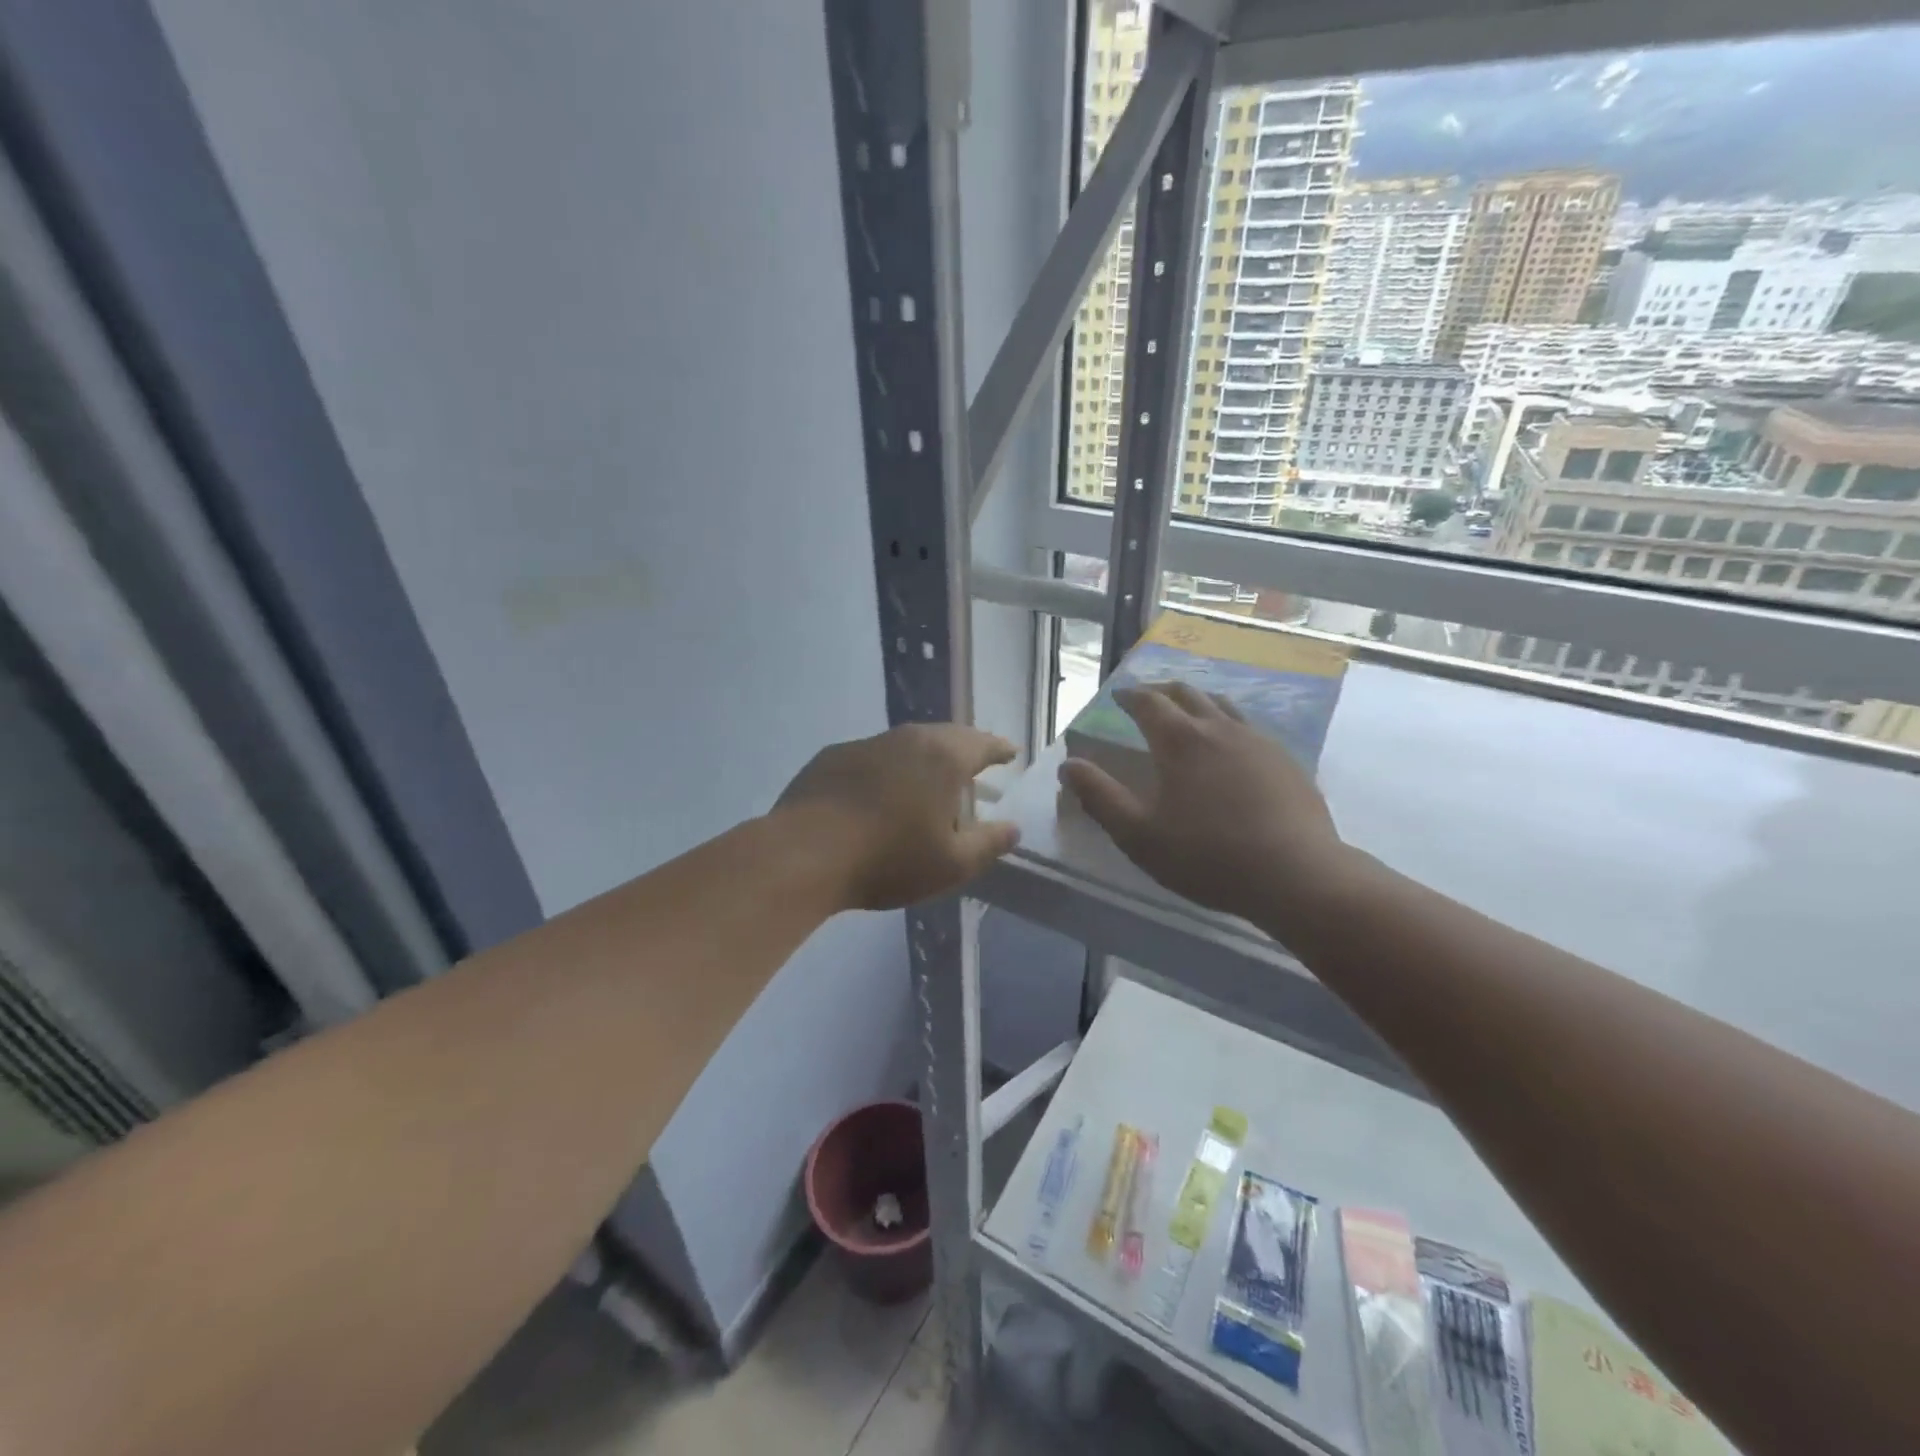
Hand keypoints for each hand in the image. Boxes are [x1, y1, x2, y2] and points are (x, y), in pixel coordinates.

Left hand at [774, 724, 1020, 910]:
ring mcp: (865, 745)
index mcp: (943, 758)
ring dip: (924, 757)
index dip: (999, 748)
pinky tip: (881, 791)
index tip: (1010, 752)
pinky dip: (887, 768)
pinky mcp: (831, 757)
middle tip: (976, 760)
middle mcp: (906, 739)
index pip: (982, 744)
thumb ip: (988, 844)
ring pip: (906, 743)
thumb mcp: (951, 864)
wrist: (805, 854)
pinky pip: (873, 756)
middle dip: (964, 747)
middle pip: (945, 736)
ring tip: (930, 775)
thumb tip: (1013, 828)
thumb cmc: (889, 859)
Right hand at [1060, 683, 1352, 927]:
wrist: (1296, 875)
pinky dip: (1229, 725)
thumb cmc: (1207, 856)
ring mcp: (1258, 741)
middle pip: (1188, 693)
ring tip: (1189, 712)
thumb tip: (1069, 766)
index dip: (1130, 696)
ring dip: (1199, 702)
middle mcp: (1219, 729)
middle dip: (1163, 691)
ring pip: (1223, 706)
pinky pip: (1250, 728)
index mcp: (1180, 741)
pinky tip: (1232, 748)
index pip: (1149, 702)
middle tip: (1148, 698)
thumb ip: (1099, 797)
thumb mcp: (1138, 834)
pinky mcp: (1287, 760)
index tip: (1119, 696)